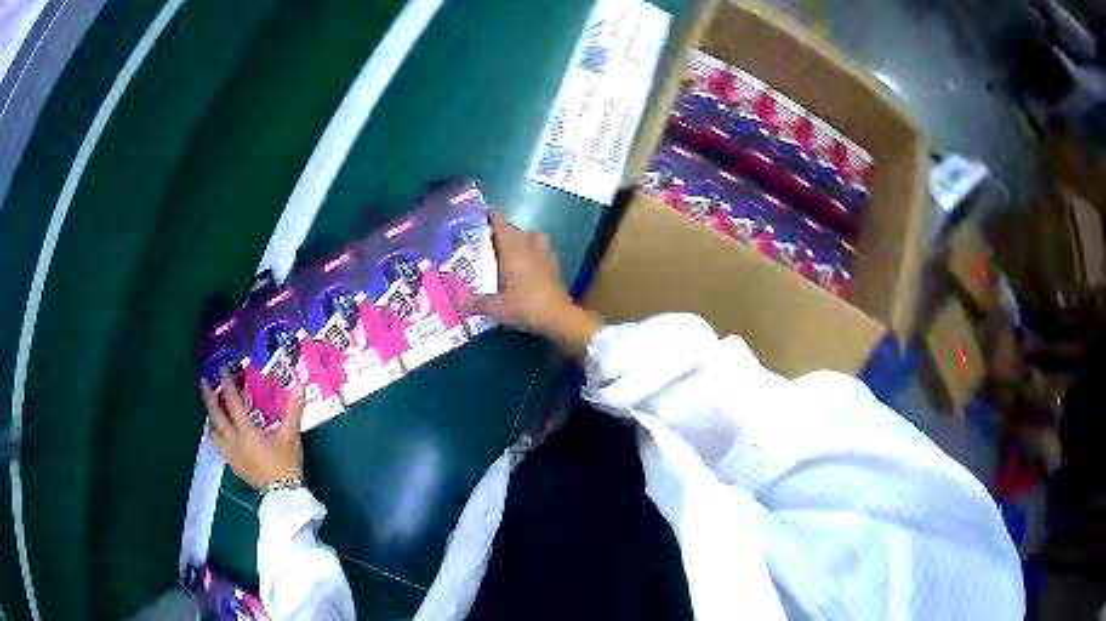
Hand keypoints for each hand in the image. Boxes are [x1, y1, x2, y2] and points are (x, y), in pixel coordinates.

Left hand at [200, 373, 304, 489]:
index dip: (227, 384)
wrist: (283, 493)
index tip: (222, 369)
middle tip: (203, 381)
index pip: (233, 402)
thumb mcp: (291, 435)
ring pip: (214, 431)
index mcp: (246, 431)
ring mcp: (231, 453)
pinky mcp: (233, 464)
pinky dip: (217, 434)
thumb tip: (300, 382)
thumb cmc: (286, 462)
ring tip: (211, 407)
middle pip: (216, 415)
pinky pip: (220, 445)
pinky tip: (221, 432)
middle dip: (209, 397)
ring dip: (212, 417)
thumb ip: (294, 409)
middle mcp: (234, 440)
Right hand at [471, 211, 604, 357]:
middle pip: (516, 230)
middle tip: (490, 240)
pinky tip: (530, 264)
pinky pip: (543, 249)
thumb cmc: (526, 307)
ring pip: (534, 236)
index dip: (493, 217)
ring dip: (524, 238)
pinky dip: (535, 251)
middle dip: (504, 231)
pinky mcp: (555, 265)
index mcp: (513, 251)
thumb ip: (478, 302)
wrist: (558, 317)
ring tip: (513, 250)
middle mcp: (530, 247)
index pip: (502, 226)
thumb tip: (459, 300)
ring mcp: (546, 254)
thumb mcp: (498, 308)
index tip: (485, 213)